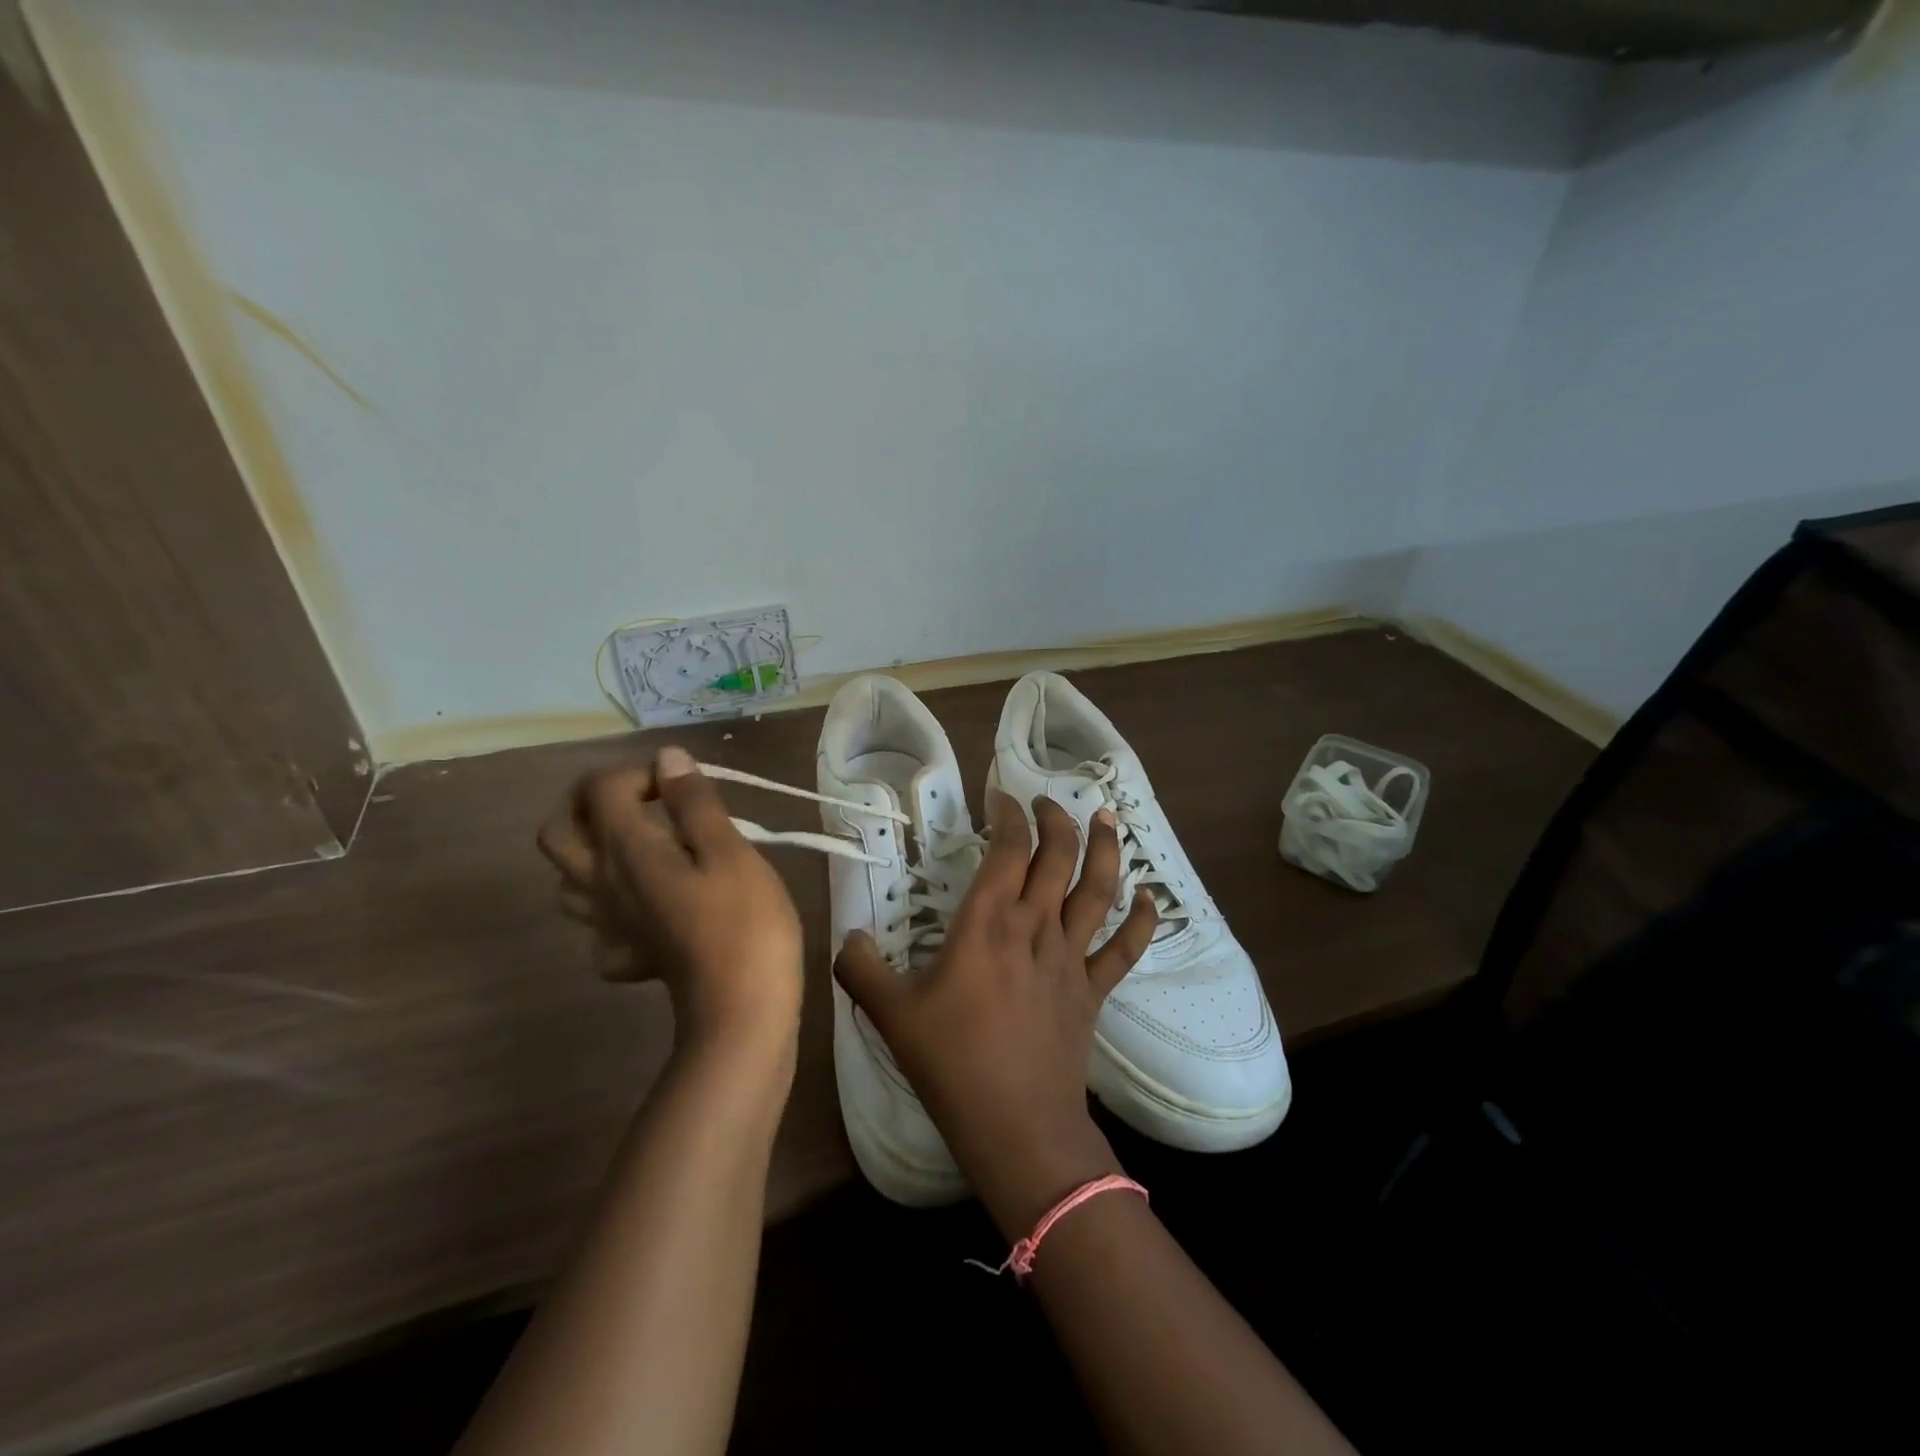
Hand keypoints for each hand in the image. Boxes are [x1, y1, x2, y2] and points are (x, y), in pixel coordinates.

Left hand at [537, 746, 804, 1061]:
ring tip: (645, 846)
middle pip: (558, 831)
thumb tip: (667, 758)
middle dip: (592, 804)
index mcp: (625, 849)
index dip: (640, 773)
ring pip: (568, 879)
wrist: (741, 1010)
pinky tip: (651, 906)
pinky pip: (598, 924)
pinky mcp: (625, 956)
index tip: (685, 787)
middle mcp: (601, 883)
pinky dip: (614, 906)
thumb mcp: (730, 850)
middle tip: (643, 804)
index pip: (600, 788)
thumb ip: (694, 802)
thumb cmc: (744, 922)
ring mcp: (607, 925)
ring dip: (595, 851)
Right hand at [834, 791, 1157, 1236]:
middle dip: (1055, 818)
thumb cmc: (952, 1062)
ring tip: (1107, 819)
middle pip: (1058, 855)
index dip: (1008, 814)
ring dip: (1106, 849)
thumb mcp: (891, 1014)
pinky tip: (1151, 899)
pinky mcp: (1093, 989)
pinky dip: (1142, 921)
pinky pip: (1125, 948)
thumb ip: (860, 968)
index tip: (1000, 797)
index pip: (1008, 847)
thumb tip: (850, 936)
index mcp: (988, 922)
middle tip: (1045, 801)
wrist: (1016, 1124)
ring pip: (1098, 888)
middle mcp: (1035, 926)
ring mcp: (1071, 957)